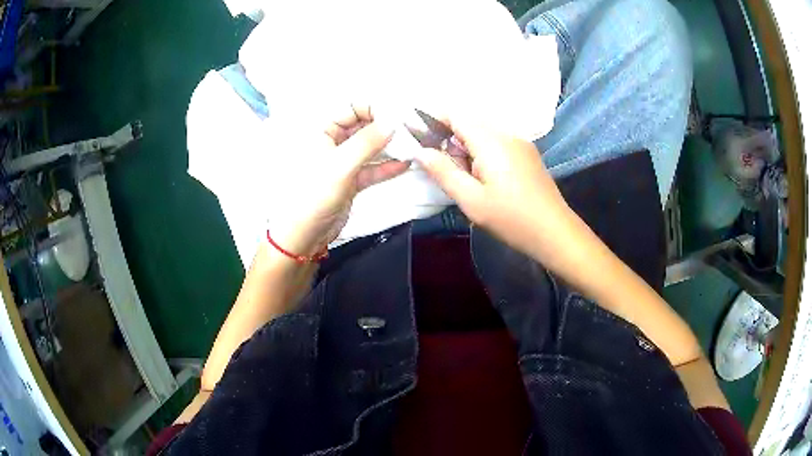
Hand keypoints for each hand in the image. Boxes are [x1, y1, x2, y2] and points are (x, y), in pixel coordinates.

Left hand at [265, 105, 409, 257]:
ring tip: (413, 144)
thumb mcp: (340, 166)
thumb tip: (394, 121)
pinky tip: (405, 164)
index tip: (399, 114)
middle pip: (363, 125)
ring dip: (389, 146)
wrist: (304, 236)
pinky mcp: (351, 180)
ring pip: (369, 147)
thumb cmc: (315, 196)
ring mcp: (342, 162)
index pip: (351, 108)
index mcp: (322, 131)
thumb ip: (367, 142)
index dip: (374, 108)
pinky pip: (371, 168)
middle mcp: (332, 142)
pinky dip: (386, 166)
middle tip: (412, 129)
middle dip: (386, 126)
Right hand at [414, 119, 573, 260]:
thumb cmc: (511, 218)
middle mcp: (507, 134)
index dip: (435, 120)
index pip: (457, 114)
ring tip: (466, 179)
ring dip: (467, 148)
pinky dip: (483, 153)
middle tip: (444, 169)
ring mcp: (521, 143)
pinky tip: (485, 179)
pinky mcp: (528, 154)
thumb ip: (443, 172)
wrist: (555, 232)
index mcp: (491, 141)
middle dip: (451, 139)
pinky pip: (498, 143)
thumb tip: (420, 151)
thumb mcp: (471, 200)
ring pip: (484, 134)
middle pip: (470, 124)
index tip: (420, 137)